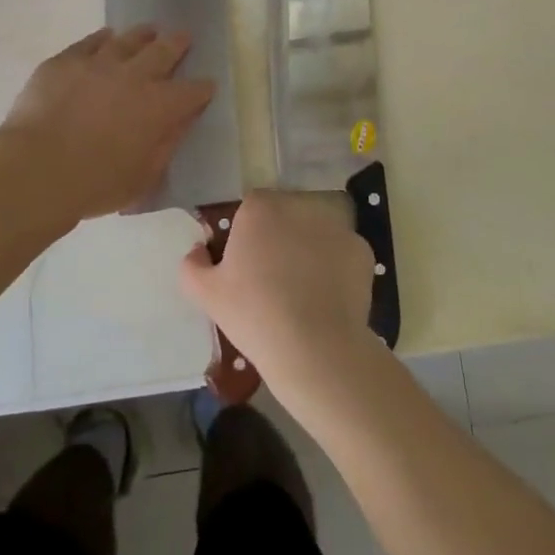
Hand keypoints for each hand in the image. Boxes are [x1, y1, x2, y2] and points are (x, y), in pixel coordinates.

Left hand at [0, 26, 214, 223]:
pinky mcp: (66, 61)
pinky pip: (90, 42)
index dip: (202, 88)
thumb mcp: (143, 177)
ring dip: (143, 35)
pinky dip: (102, 38)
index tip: (207, 86)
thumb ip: (166, 146)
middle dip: (178, 44)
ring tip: (149, 30)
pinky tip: (106, 37)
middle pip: (164, 51)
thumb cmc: (95, 184)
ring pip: (128, 40)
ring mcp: (98, 63)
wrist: (36, 169)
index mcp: (159, 106)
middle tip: (183, 36)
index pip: (192, 91)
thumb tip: (180, 123)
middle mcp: (134, 76)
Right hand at [180, 191, 376, 388]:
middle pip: (284, 216)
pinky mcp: (361, 250)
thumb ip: (192, 265)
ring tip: (302, 293)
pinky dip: (335, 270)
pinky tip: (326, 300)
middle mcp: (299, 205)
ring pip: (314, 234)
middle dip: (278, 239)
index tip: (245, 267)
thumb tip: (197, 252)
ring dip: (307, 251)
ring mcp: (335, 226)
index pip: (249, 209)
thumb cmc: (254, 315)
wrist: (316, 349)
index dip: (246, 236)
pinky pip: (341, 254)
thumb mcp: (206, 294)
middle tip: (271, 281)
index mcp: (259, 208)